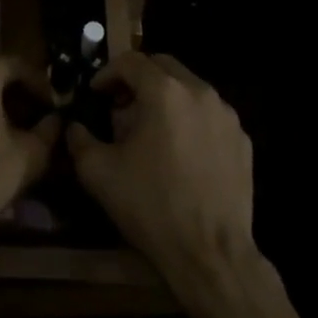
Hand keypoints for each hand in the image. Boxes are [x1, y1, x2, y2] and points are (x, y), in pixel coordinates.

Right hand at [66, 52, 259, 301]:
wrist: (212, 255)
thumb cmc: (151, 207)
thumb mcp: (98, 173)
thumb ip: (80, 140)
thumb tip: (76, 127)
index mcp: (164, 91)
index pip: (130, 61)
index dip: (107, 73)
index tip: (95, 94)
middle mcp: (199, 91)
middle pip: (163, 66)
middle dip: (138, 80)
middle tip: (121, 107)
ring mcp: (226, 115)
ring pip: (189, 88)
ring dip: (165, 99)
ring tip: (150, 131)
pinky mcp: (242, 140)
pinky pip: (209, 115)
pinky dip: (190, 121)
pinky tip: (180, 153)